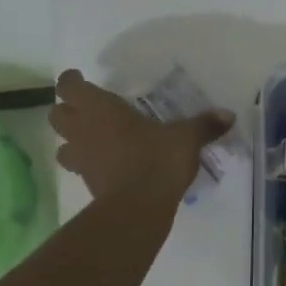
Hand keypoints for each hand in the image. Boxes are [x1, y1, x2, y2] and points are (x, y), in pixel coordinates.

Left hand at [50, 69, 233, 202]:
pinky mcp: (88, 184)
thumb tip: (228, 115)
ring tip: (92, 141)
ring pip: (62, 146)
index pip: (68, 87)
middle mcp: (83, 130)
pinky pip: (80, 169)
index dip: (71, 81)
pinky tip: (109, 166)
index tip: (80, 79)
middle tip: (87, 110)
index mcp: (100, 108)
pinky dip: (89, 165)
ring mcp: (82, 160)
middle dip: (67, 111)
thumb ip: (204, 125)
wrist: (139, 206)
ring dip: (72, 141)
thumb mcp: (186, 138)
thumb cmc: (157, 159)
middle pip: (56, 115)